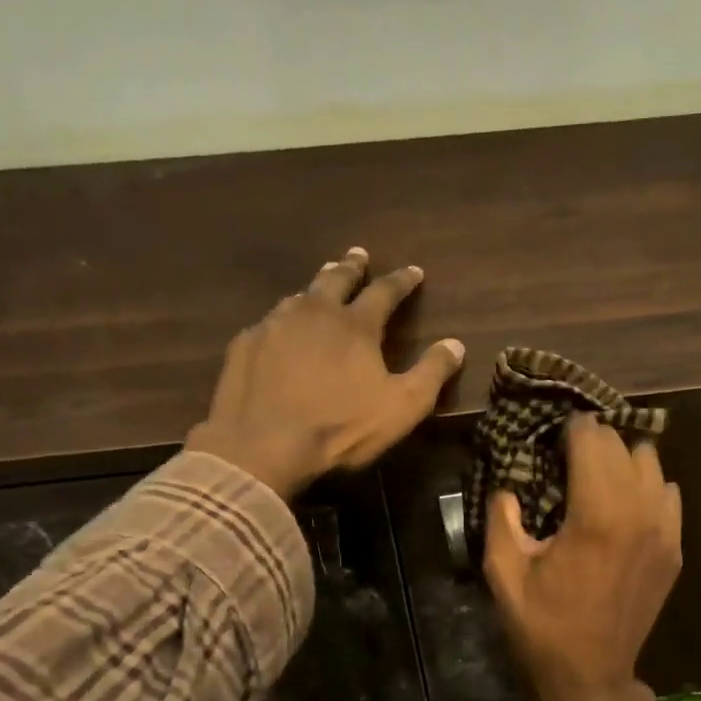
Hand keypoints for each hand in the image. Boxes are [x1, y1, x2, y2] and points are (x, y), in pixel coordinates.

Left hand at [186, 248, 464, 498]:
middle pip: (336, 278)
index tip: (414, 271)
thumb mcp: (402, 407)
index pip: (385, 291)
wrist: (263, 445)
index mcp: (356, 325)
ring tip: (320, 285)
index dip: (402, 281)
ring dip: (315, 287)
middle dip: (352, 266)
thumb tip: (455, 344)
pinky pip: (268, 323)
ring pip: (299, 296)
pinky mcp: (245, 345)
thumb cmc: (341, 427)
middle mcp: (314, 312)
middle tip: (359, 255)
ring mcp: (274, 325)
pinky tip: (279, 330)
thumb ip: (432, 373)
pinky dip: (282, 320)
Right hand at [483, 417, 682, 700]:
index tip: (550, 436)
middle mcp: (638, 512)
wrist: (593, 677)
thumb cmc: (544, 628)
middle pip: (622, 444)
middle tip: (566, 455)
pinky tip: (622, 505)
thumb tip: (509, 485)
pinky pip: (668, 493)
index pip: (592, 438)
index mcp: (595, 515)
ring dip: (622, 460)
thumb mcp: (504, 575)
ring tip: (596, 477)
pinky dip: (646, 487)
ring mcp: (664, 530)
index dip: (568, 429)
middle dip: (593, 441)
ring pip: (651, 462)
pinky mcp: (674, 548)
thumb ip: (502, 519)